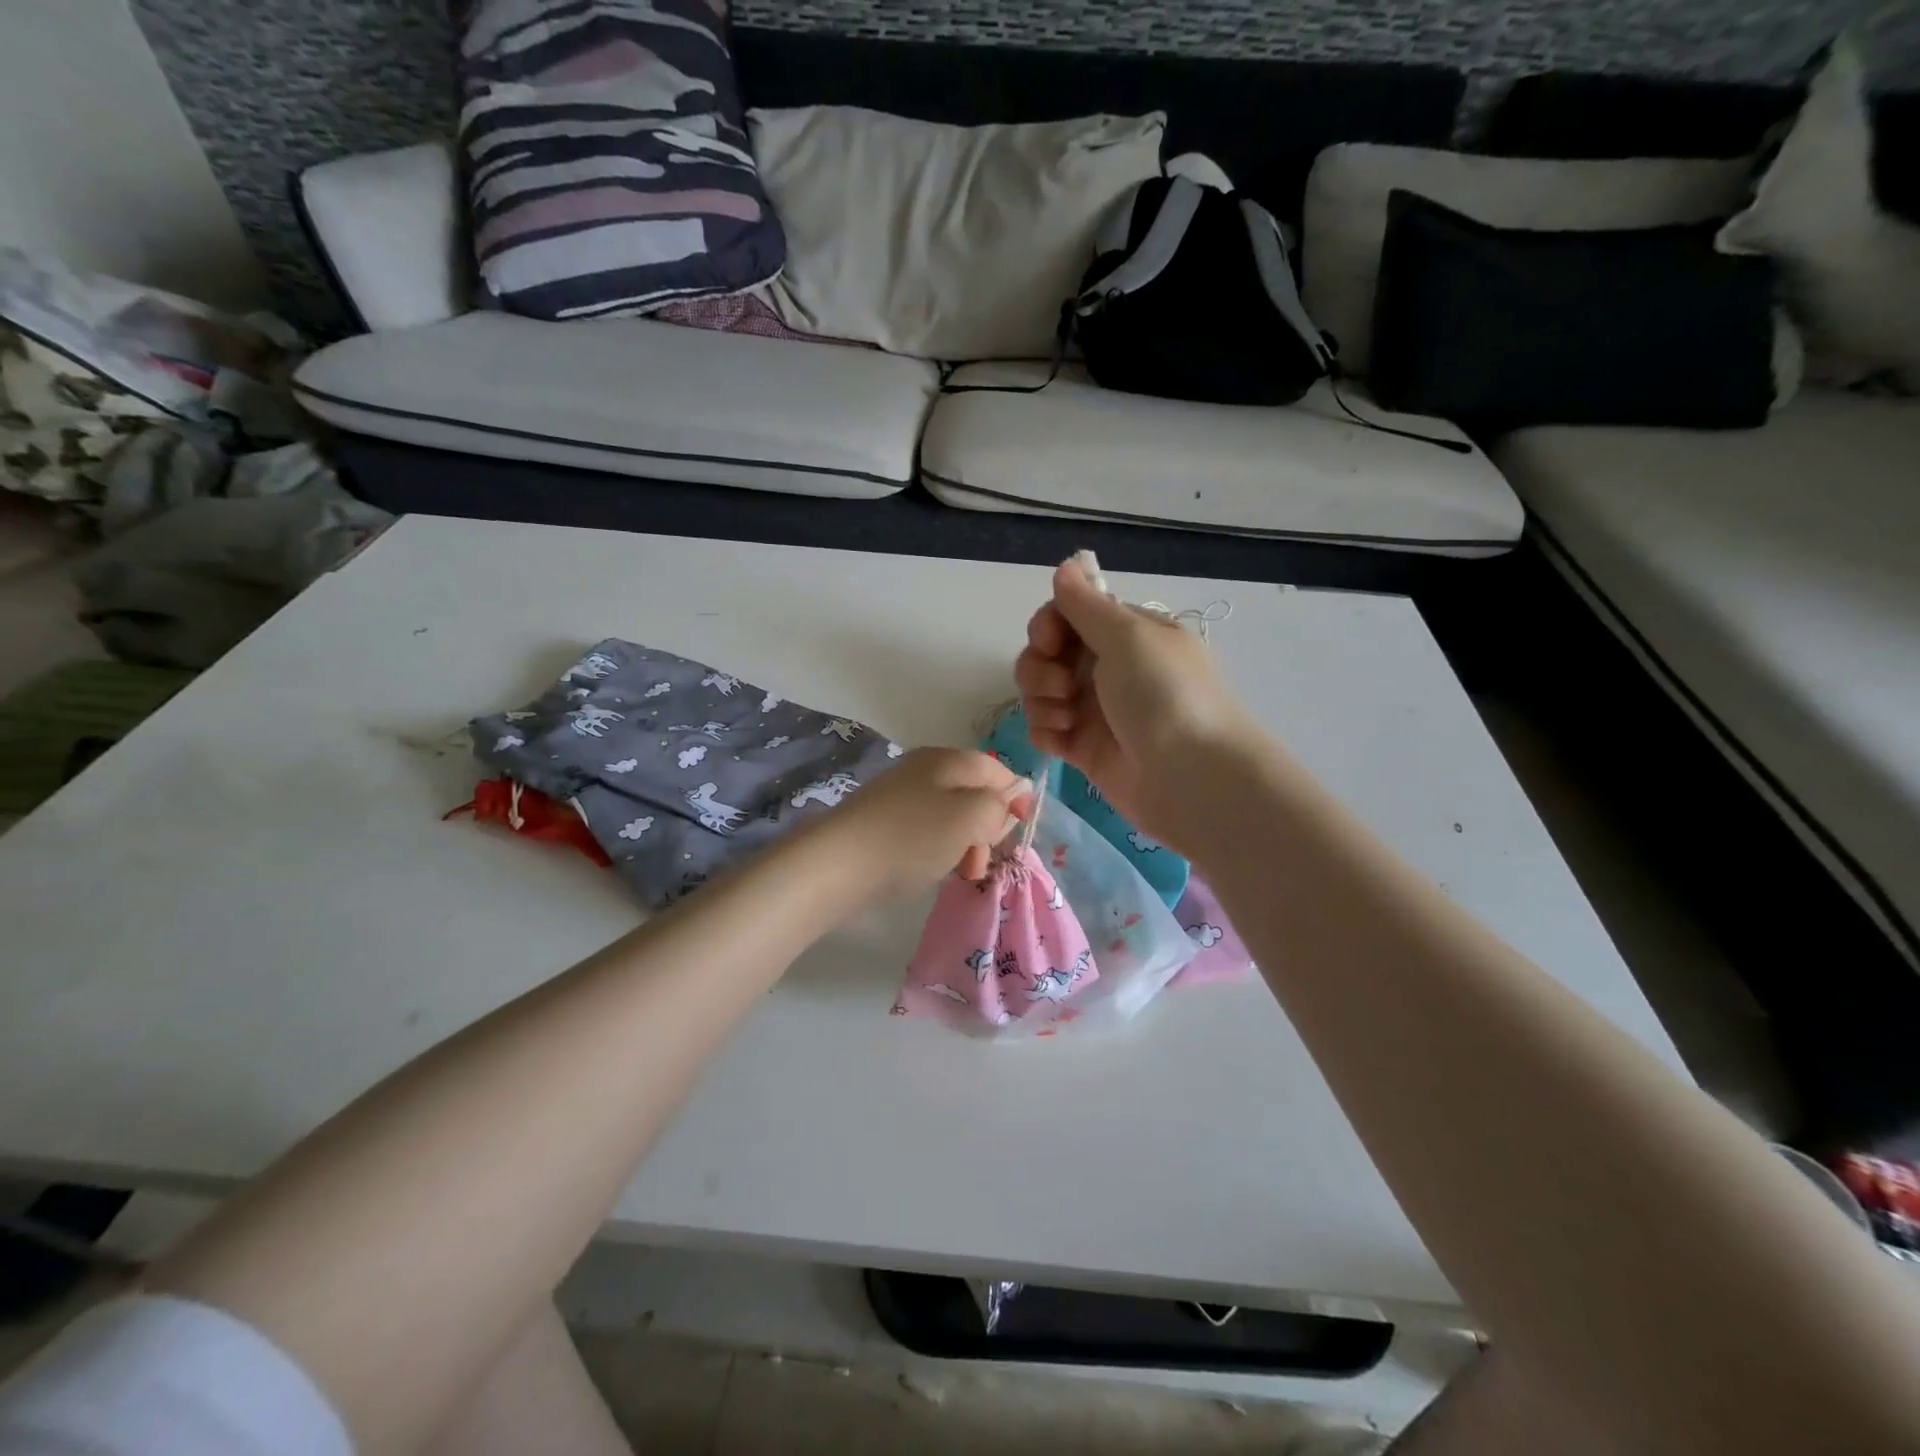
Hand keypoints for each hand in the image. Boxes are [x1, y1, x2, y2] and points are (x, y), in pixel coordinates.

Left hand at [821, 747, 1031, 897]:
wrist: (837, 864)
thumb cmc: (911, 837)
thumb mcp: (969, 817)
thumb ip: (997, 806)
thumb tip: (1002, 804)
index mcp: (948, 759)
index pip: (996, 768)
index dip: (1015, 795)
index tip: (1021, 829)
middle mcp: (924, 770)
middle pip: (974, 793)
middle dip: (988, 827)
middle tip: (982, 859)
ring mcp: (901, 796)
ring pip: (951, 816)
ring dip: (965, 844)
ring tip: (960, 872)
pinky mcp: (884, 822)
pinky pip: (926, 831)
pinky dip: (938, 850)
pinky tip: (931, 870)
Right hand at [1014, 560, 1258, 852]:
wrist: (1192, 779)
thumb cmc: (1165, 696)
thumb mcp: (1129, 638)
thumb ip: (1087, 605)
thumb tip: (1067, 565)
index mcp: (1127, 634)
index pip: (1070, 615)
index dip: (1050, 625)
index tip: (1049, 640)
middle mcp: (1110, 668)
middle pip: (1048, 654)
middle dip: (1040, 666)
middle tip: (1061, 685)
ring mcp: (1096, 710)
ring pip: (1042, 692)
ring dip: (1042, 700)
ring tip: (1066, 718)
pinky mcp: (1085, 749)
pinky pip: (1047, 730)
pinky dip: (1046, 731)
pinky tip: (1060, 740)